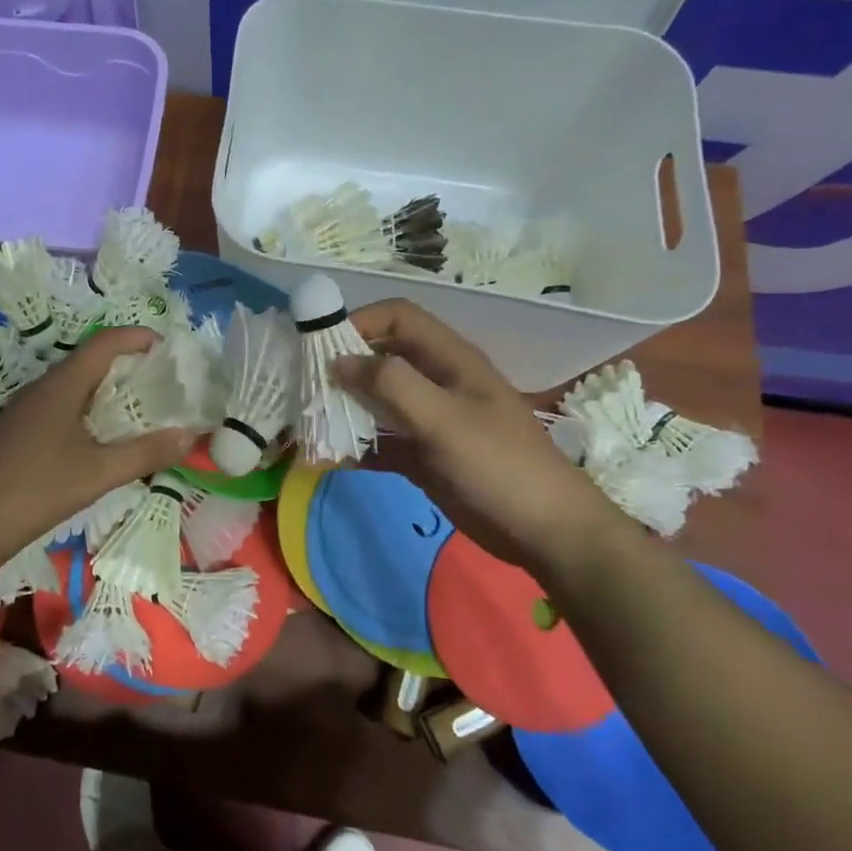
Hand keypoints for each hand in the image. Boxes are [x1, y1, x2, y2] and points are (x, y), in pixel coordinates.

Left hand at [0, 327, 197, 560]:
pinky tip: (99, 437)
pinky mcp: (17, 431)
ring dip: (106, 388)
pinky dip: (88, 409)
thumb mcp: (99, 474)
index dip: (137, 337)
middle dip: (127, 364)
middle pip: (90, 360)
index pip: (104, 343)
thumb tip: (190, 436)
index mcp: (61, 386)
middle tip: (161, 381)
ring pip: (74, 385)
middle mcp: (42, 388)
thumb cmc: (37, 490)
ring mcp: (25, 409)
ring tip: (138, 408)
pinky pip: (60, 405)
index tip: (168, 347)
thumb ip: (146, 453)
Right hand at [332, 300, 628, 581]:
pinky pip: (382, 442)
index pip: (398, 318)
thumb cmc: (499, 465)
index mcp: (449, 359)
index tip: (321, 346)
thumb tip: (339, 361)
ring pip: (377, 401)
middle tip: (305, 385)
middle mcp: (437, 382)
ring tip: (308, 422)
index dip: (360, 321)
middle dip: (343, 366)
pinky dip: (356, 447)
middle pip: (382, 357)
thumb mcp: (444, 418)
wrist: (546, 532)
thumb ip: (392, 384)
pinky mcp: (424, 456)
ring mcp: (430, 420)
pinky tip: (328, 460)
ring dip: (344, 408)